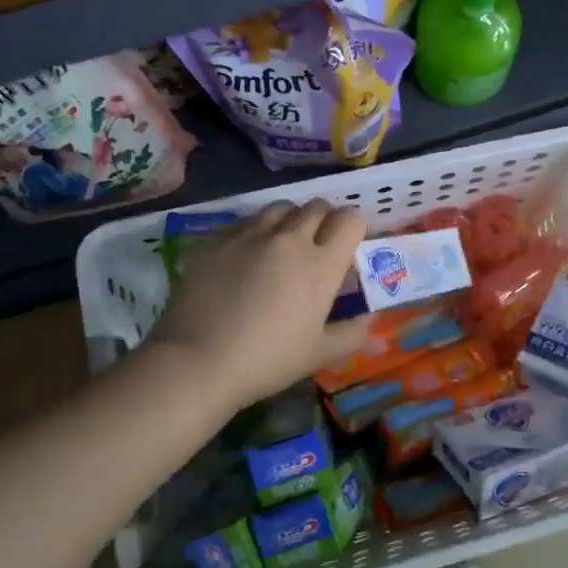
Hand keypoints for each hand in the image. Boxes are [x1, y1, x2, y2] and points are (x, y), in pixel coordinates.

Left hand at [144, 201, 372, 412]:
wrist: (198, 361)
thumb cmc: (268, 360)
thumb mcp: (320, 354)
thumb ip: (353, 332)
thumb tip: (369, 318)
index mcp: (321, 264)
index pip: (350, 220)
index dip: (355, 228)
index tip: (349, 246)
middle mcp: (289, 239)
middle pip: (317, 206)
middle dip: (325, 220)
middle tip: (319, 245)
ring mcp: (250, 235)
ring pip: (280, 207)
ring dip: (291, 220)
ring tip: (283, 244)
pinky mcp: (217, 239)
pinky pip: (246, 221)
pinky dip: (256, 231)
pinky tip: (248, 256)